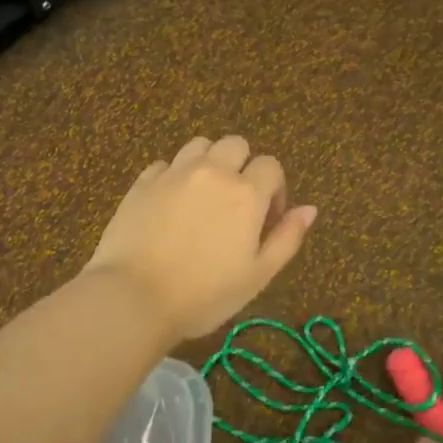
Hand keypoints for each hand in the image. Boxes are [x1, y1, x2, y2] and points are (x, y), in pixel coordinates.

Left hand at [85, 135, 316, 343]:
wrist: (133, 297)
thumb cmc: (204, 294)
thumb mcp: (257, 275)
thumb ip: (287, 238)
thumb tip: (309, 209)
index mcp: (246, 193)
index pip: (270, 166)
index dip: (274, 189)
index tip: (266, 220)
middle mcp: (213, 172)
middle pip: (235, 145)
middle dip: (242, 166)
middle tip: (234, 204)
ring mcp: (174, 173)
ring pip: (199, 146)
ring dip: (208, 162)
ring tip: (202, 197)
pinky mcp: (143, 182)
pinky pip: (165, 164)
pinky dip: (173, 176)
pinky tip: (169, 204)